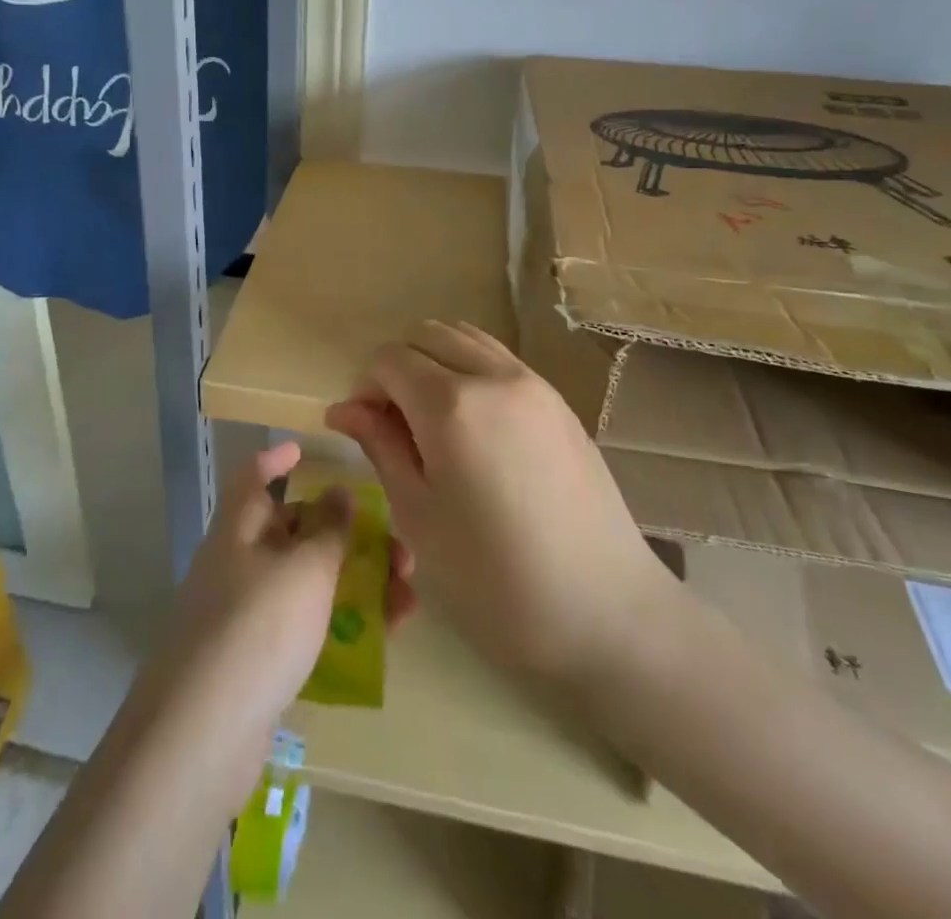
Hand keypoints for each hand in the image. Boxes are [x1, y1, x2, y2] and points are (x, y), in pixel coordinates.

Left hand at [144, 442, 414, 790]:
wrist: (202, 736)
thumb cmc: (258, 627)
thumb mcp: (305, 568)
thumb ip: (330, 528)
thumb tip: (339, 492)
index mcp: (239, 529)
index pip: (252, 478)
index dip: (276, 460)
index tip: (304, 450)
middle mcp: (238, 564)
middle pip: (293, 532)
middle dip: (345, 533)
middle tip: (395, 543)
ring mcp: (246, 615)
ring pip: (308, 583)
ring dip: (357, 581)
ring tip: (408, 594)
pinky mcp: (257, 663)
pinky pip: (307, 627)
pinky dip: (343, 623)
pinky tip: (386, 636)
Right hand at [325, 321, 680, 692]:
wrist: (606, 614)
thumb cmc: (494, 580)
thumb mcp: (419, 516)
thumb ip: (381, 447)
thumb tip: (343, 409)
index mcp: (451, 404)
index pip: (388, 359)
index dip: (365, 387)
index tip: (362, 430)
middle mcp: (493, 376)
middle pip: (426, 335)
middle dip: (397, 368)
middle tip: (393, 425)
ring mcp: (534, 384)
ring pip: (466, 338)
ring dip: (435, 363)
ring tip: (432, 421)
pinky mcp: (560, 402)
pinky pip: (500, 361)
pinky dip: (471, 372)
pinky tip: (474, 428)